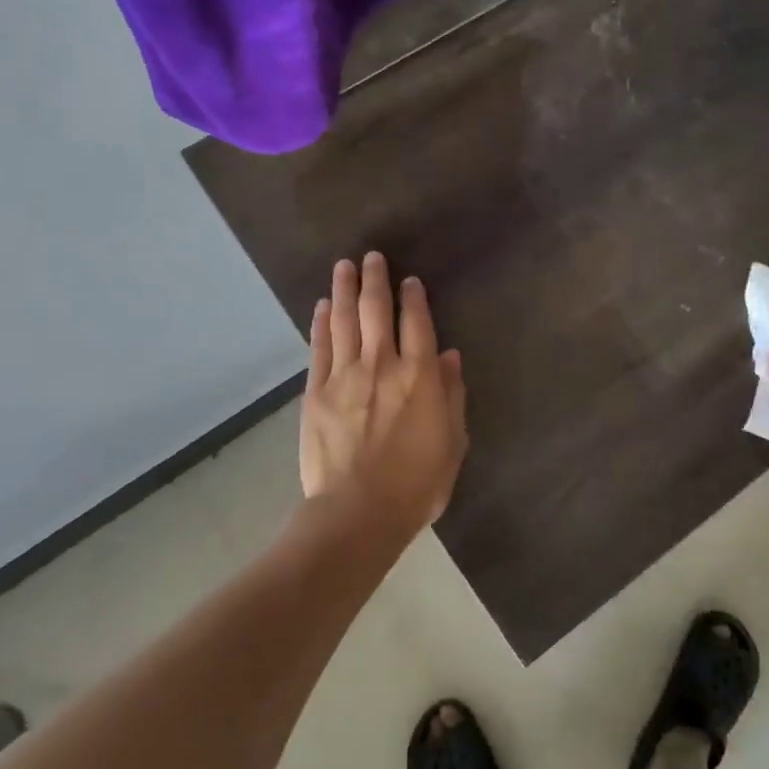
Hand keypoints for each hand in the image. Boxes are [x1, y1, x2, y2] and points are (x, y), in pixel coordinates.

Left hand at [300, 252, 467, 540]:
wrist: (358, 512)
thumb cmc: (416, 484)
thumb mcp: (452, 443)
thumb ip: (451, 395)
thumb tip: (448, 355)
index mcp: (419, 377)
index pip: (418, 323)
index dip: (415, 297)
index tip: (411, 280)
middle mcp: (382, 365)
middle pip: (377, 311)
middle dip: (376, 280)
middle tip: (372, 256)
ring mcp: (344, 376)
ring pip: (345, 321)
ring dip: (346, 289)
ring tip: (345, 266)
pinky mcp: (316, 392)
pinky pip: (320, 347)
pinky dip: (322, 323)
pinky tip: (324, 305)